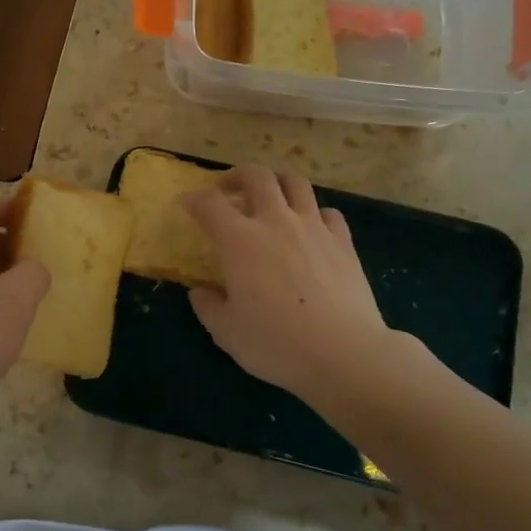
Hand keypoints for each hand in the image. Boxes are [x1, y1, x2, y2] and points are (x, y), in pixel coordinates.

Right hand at [183, 167, 395, 404]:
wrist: (344, 353)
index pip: (209, 204)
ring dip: (277, 184)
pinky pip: (329, 212)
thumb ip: (208, 306)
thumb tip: (200, 291)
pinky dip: (314, 213)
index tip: (187, 203)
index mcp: (240, 240)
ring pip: (295, 183)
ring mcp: (314, 227)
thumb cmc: (276, 344)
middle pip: (256, 176)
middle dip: (237, 176)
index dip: (194, 199)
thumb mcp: (226, 332)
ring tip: (271, 199)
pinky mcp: (343, 242)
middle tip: (228, 190)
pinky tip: (311, 229)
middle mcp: (276, 221)